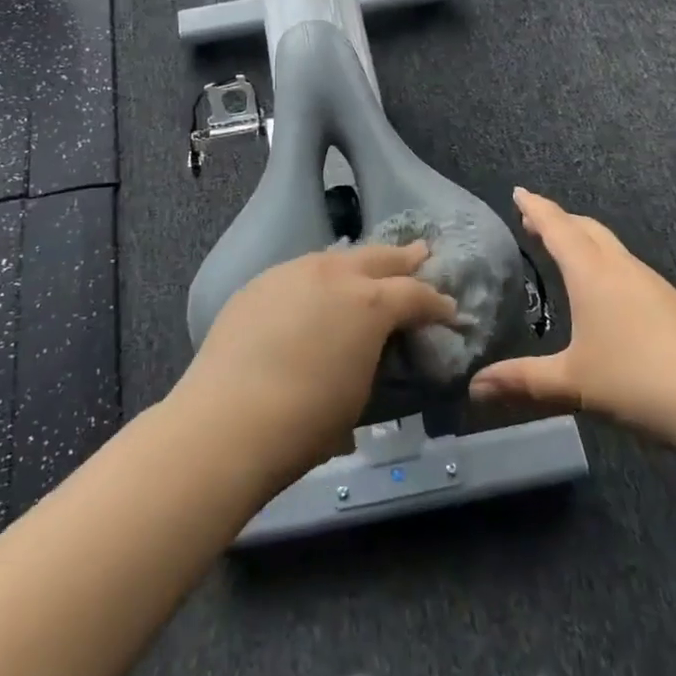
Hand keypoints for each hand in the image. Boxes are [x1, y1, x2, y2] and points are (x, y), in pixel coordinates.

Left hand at [174, 242, 456, 488]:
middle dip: (405, 258)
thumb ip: (375, 355)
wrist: (227, 421)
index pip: (416, 295)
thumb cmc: (306, 421)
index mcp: (370, 303)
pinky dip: (320, 277)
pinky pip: (301, 271)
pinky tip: (317, 291)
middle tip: (423, 254)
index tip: (449, 311)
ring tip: (370, 267)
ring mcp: (293, 272)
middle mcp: (335, 274)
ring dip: (359, 263)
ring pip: (337, 257)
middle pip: (379, 257)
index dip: (437, 304)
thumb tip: (374, 344)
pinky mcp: (261, 282)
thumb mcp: (361, 392)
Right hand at [470, 189, 675, 439]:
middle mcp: (620, 267)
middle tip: (534, 222)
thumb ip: (522, 382)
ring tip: (566, 251)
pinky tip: (606, 291)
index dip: (536, 208)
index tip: (519, 192)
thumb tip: (474, 387)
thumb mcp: (572, 383)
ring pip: (610, 246)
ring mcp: (651, 283)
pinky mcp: (672, 303)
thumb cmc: (637, 380)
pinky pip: (627, 267)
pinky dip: (604, 262)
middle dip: (559, 220)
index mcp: (591, 273)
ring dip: (584, 240)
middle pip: (587, 228)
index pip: (557, 227)